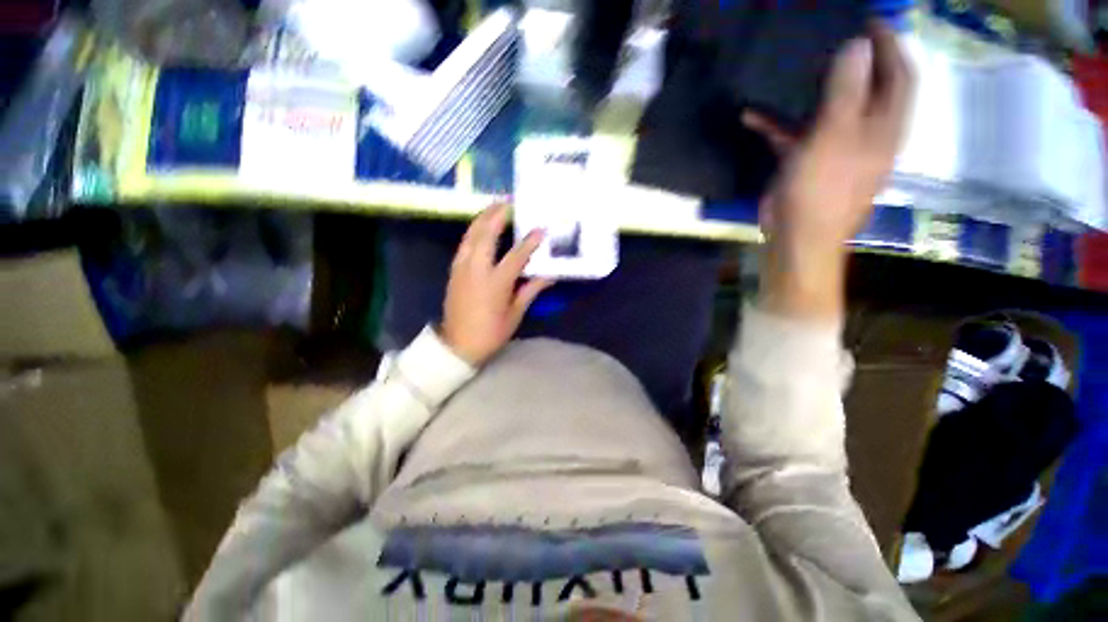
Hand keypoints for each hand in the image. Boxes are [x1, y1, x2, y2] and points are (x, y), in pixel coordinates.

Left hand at [440, 204, 552, 365]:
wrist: (458, 344)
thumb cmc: (491, 332)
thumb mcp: (515, 314)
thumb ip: (530, 290)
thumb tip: (549, 275)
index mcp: (495, 283)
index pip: (516, 256)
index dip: (529, 242)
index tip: (540, 229)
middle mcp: (477, 270)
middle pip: (486, 236)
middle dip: (497, 216)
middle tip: (508, 202)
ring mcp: (462, 269)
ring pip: (471, 236)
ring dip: (482, 219)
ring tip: (493, 207)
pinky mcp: (454, 271)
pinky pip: (464, 245)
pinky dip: (473, 232)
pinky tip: (480, 228)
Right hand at [746, 22, 914, 318]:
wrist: (797, 237)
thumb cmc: (821, 189)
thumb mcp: (834, 137)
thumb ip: (847, 91)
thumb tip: (858, 45)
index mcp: (884, 126)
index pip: (899, 75)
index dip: (890, 45)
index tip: (870, 20)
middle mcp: (866, 134)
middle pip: (866, 89)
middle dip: (854, 62)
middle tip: (831, 38)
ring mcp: (835, 150)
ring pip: (830, 110)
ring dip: (813, 91)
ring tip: (794, 67)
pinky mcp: (806, 163)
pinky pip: (795, 135)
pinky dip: (777, 125)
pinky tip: (753, 116)